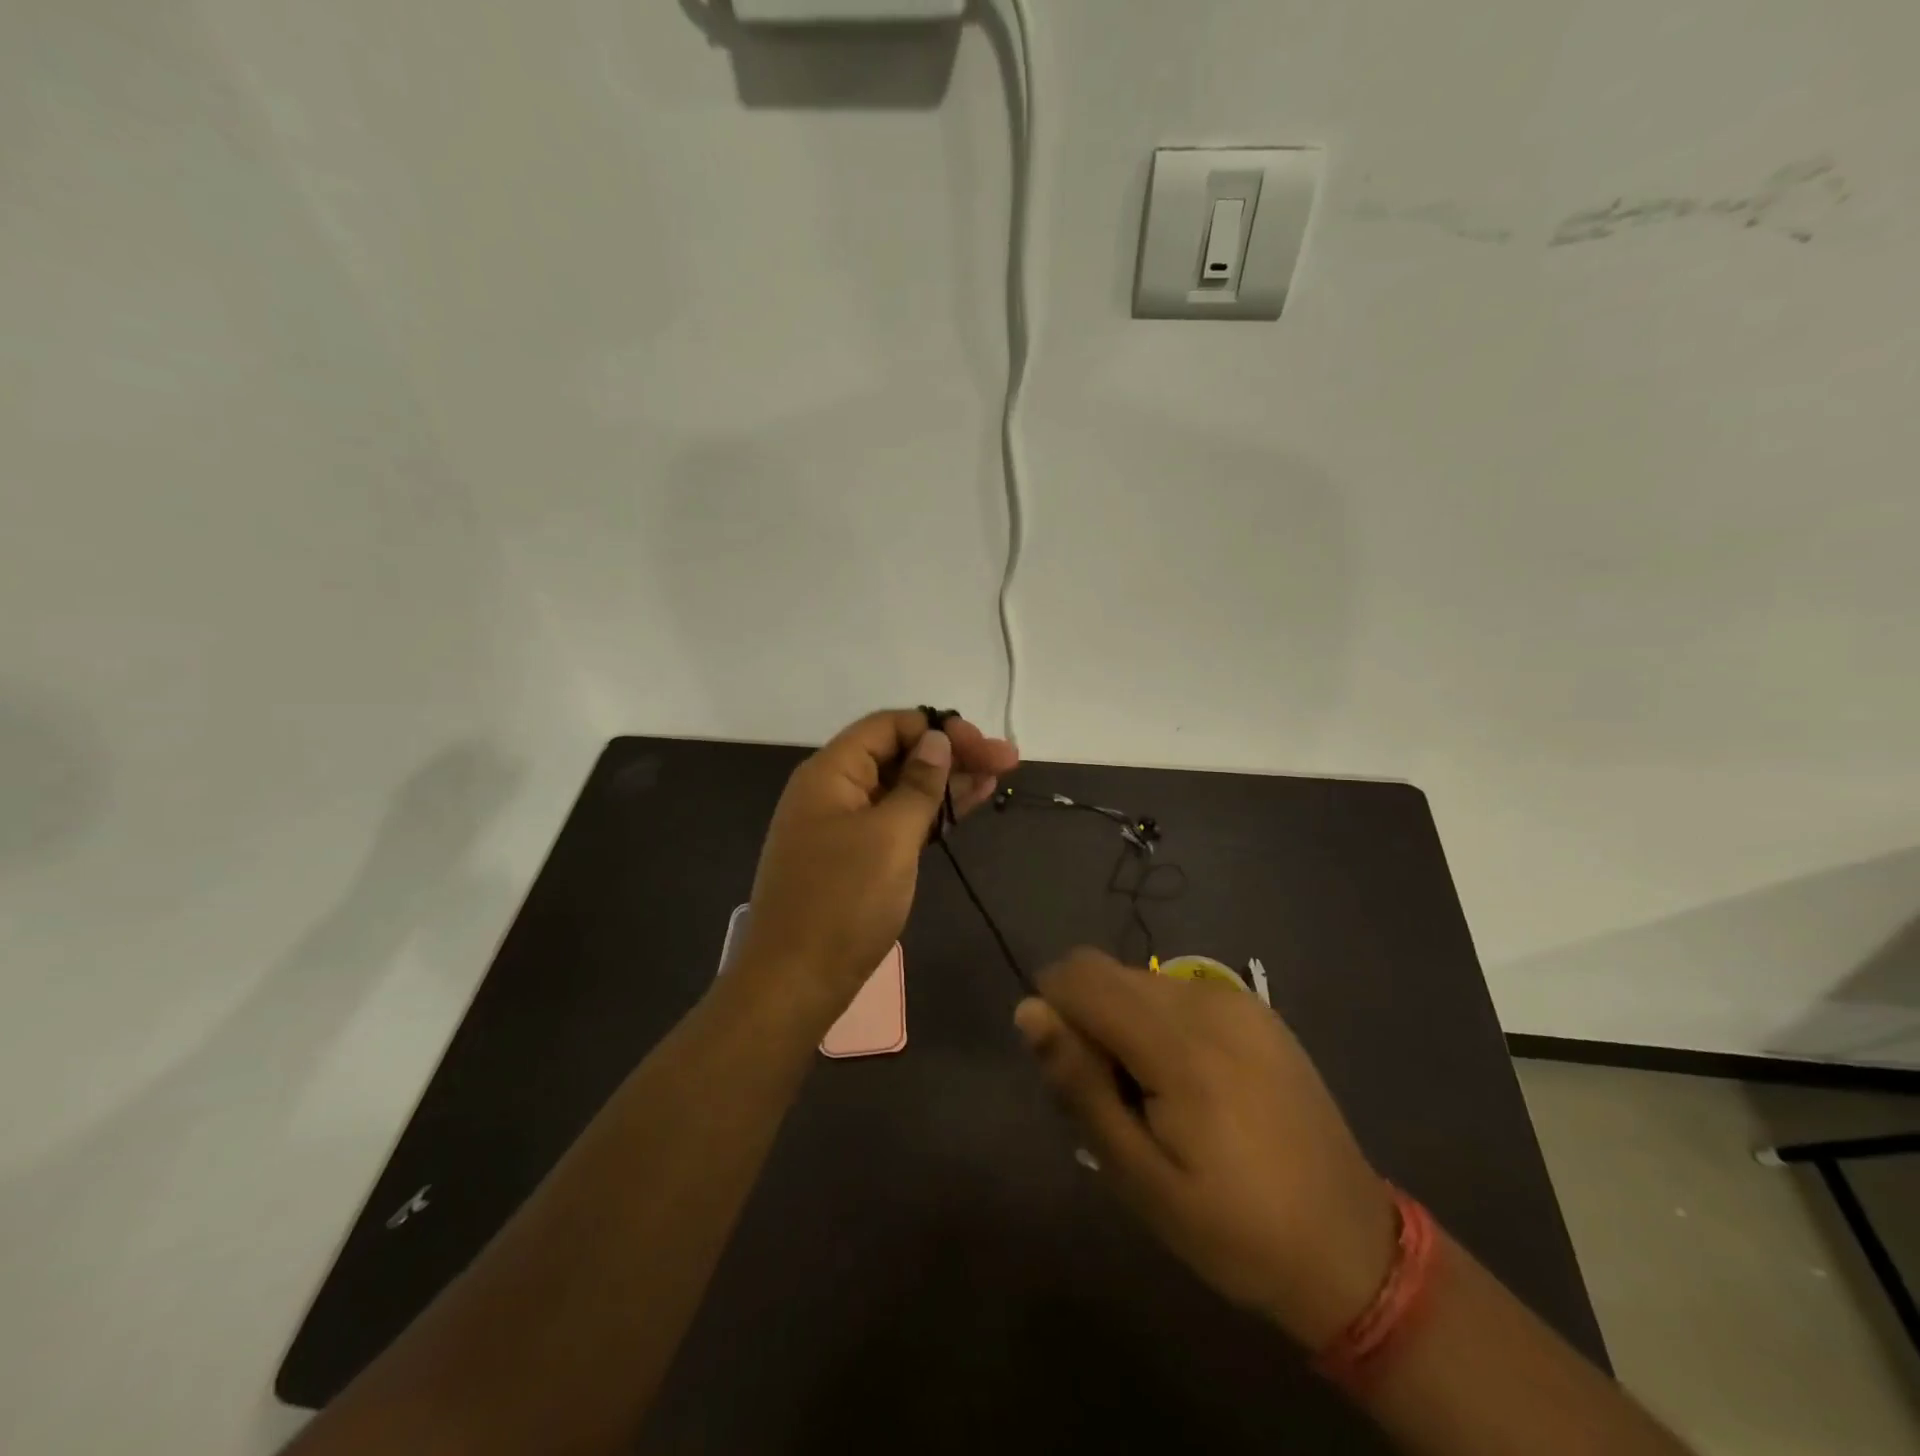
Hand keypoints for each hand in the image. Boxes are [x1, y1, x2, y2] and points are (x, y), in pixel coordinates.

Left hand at [738, 709, 1018, 1014]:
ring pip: (901, 789)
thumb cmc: (843, 902)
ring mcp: (843, 826)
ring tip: (998, 778)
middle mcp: (834, 790)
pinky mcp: (855, 857)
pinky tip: (967, 807)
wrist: (795, 982)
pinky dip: (931, 813)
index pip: (888, 726)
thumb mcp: (890, 836)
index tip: (982, 745)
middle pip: (898, 754)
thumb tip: (937, 739)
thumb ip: (918, 784)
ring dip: (948, 782)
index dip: (937, 728)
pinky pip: (896, 820)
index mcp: (831, 772)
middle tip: (1007, 760)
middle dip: (953, 754)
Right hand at [1015, 949, 1397, 1348]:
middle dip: (1086, 1020)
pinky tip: (1191, 1085)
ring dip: (1122, 1021)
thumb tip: (1028, 1010)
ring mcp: (1237, 999)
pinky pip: (1178, 992)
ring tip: (1153, 1096)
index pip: (1078, 976)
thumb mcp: (1139, 1177)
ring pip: (1139, 979)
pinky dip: (1159, 1023)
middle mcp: (1206, 1000)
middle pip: (1105, 972)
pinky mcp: (1256, 1008)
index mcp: (1178, 1044)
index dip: (1054, 1014)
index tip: (1072, 1076)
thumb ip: (1080, 1084)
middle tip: (1113, 1098)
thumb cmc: (1233, 1230)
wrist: (1351, 1248)